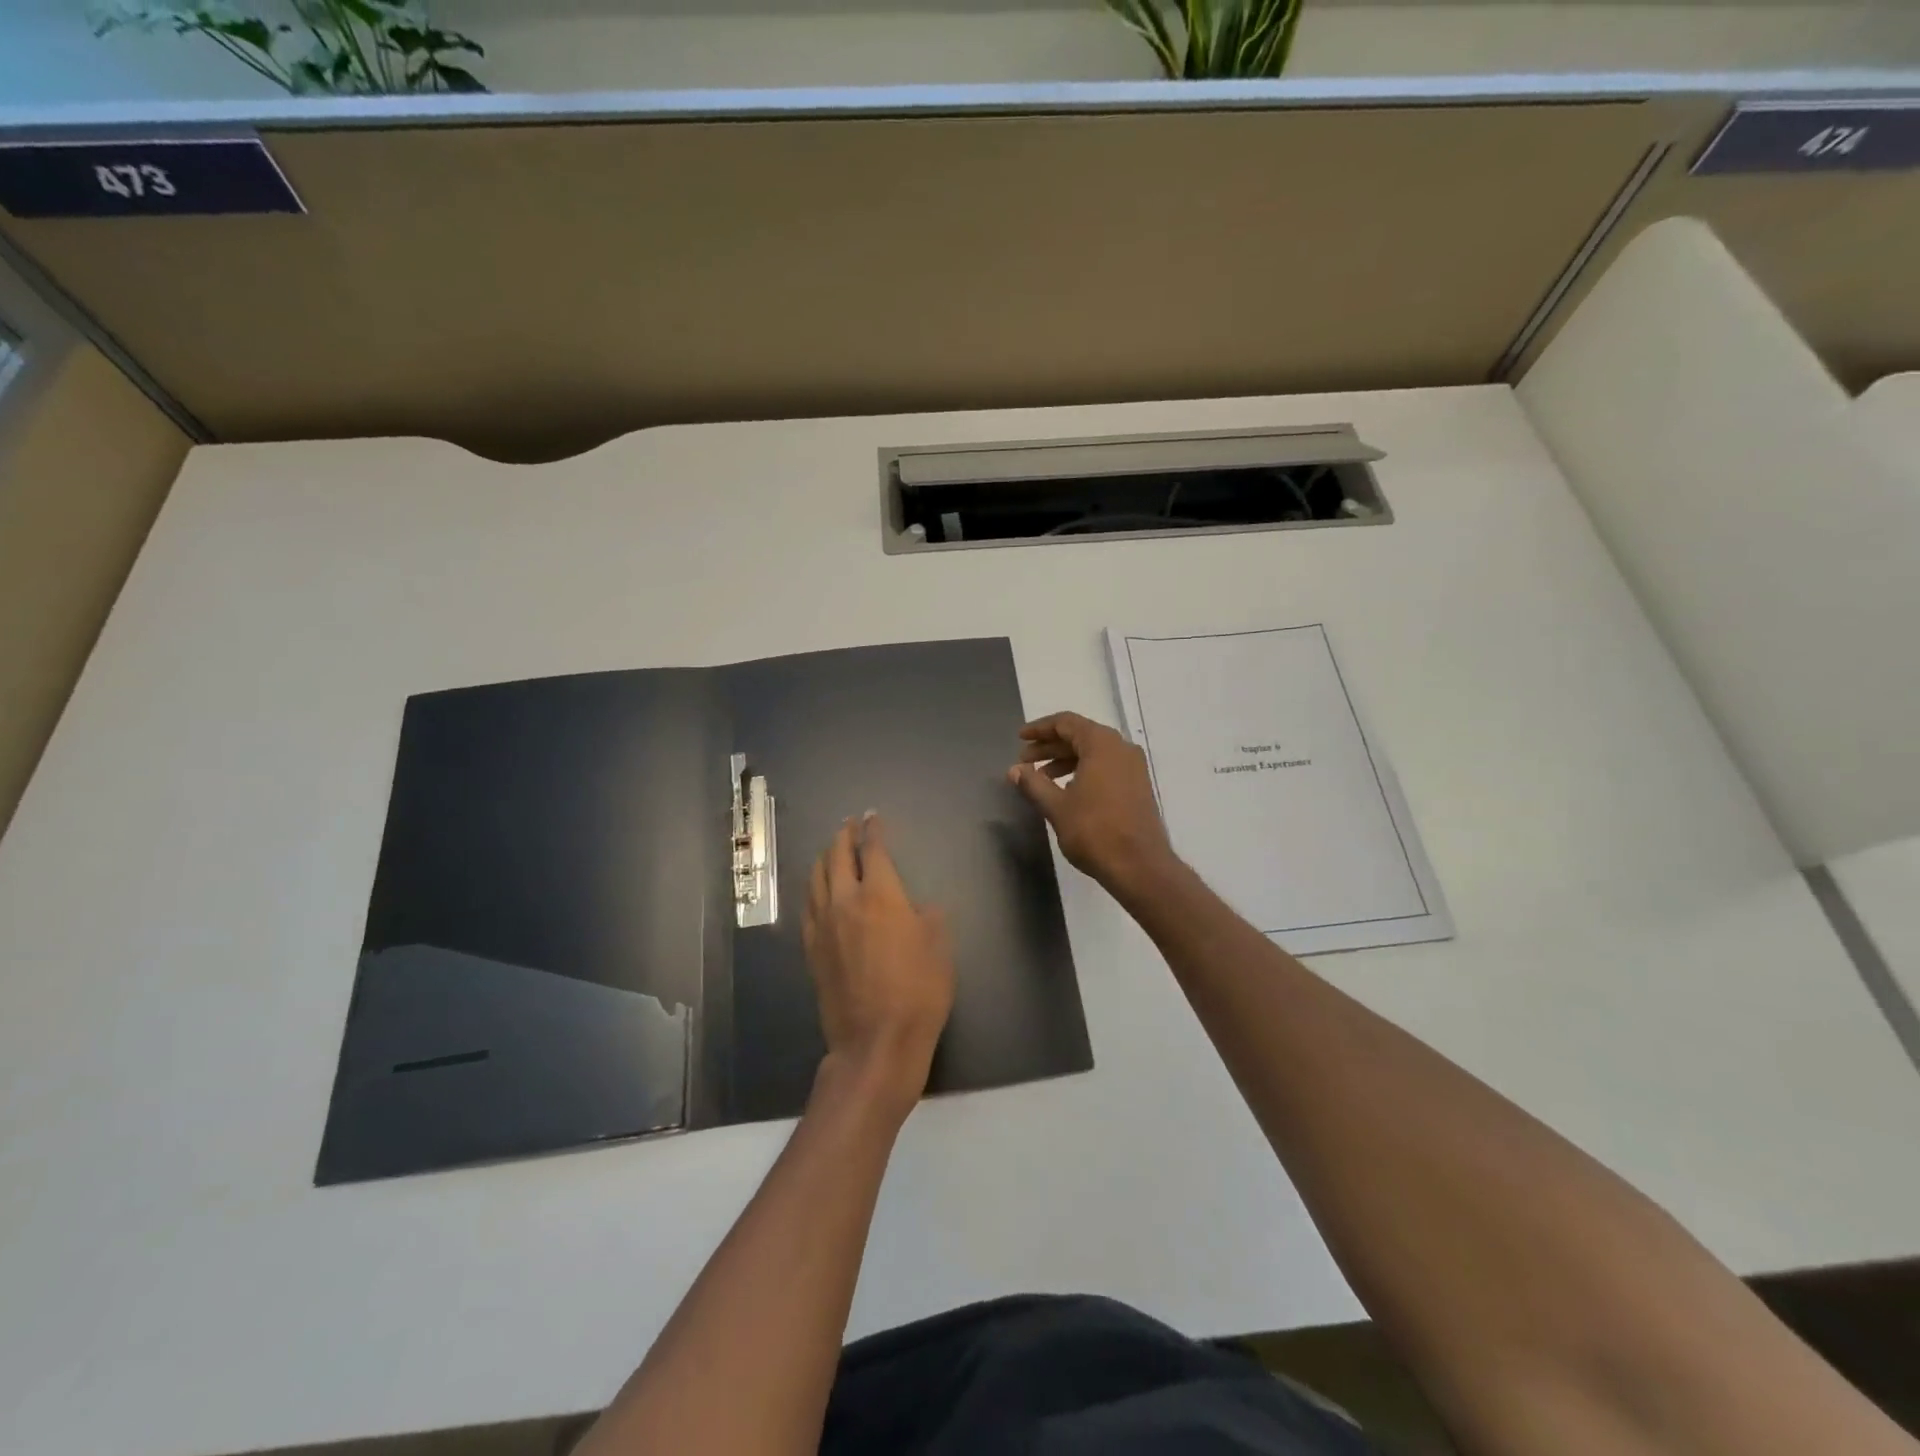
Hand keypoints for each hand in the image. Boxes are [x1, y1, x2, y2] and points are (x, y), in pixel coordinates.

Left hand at [802, 813, 954, 1118]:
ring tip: (830, 850)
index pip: (873, 851)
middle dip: (844, 836)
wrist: (875, 1042)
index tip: (873, 817)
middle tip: (849, 826)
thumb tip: (917, 908)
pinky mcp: (812, 949)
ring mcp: (823, 925)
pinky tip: (816, 890)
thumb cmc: (918, 993)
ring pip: (816, 878)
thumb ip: (928, 919)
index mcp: (880, 896)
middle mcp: (846, 902)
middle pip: (837, 857)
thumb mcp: (939, 949)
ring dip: (824, 857)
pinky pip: (808, 906)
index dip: (874, 830)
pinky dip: (813, 888)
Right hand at [1007, 711, 1177, 894]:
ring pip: (1093, 752)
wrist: (1139, 866)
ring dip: (1065, 760)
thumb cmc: (1094, 831)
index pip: (1066, 722)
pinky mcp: (1138, 786)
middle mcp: (1121, 748)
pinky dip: (1083, 771)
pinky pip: (1106, 767)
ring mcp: (1134, 767)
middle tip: (1025, 761)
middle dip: (1050, 746)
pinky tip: (1067, 791)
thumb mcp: (1057, 807)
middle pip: (1080, 735)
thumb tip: (1015, 770)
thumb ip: (1033, 784)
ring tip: (1042, 779)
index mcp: (1102, 744)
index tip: (1020, 739)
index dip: (1040, 729)